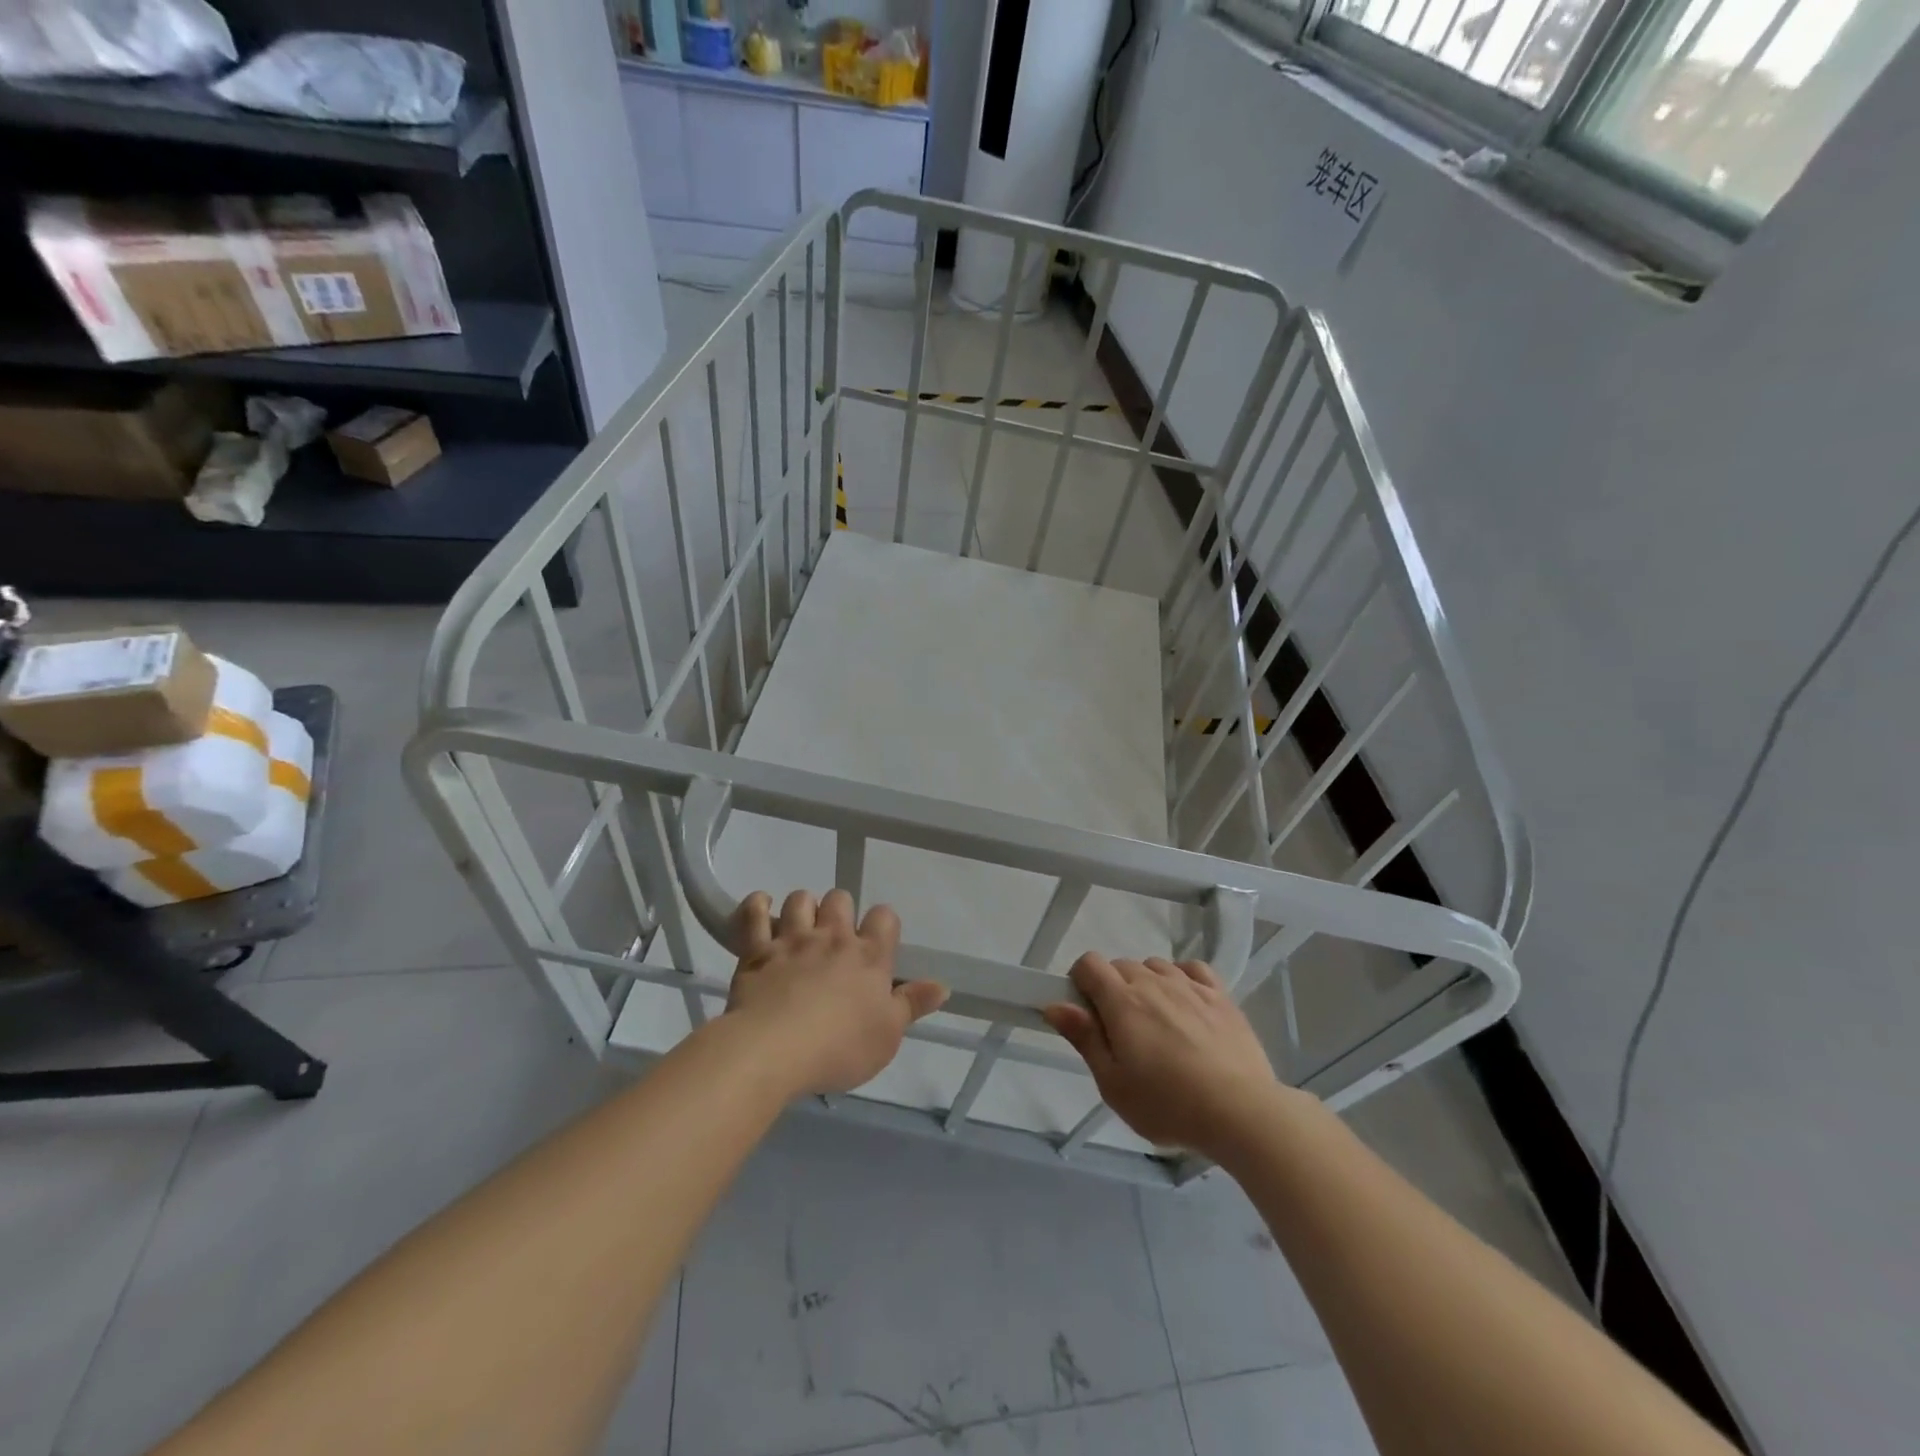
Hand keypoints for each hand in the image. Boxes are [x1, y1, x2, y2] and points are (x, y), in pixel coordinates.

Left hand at [726, 889, 946, 1097]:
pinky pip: (754, 913)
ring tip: (800, 928)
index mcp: (869, 956)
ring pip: (800, 899)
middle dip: (839, 910)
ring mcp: (792, 939)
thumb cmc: (840, 1047)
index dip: (882, 924)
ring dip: (802, 907)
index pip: (885, 917)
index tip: (877, 942)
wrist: (774, 1050)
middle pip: (840, 898)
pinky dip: (757, 906)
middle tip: (835, 938)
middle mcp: (833, 937)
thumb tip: (943, 985)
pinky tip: (760, 909)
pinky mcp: (756, 950)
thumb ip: (912, 1005)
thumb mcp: (888, 1035)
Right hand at [1043, 954, 1281, 1156]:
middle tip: (1122, 1033)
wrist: (1241, 1112)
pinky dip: (1182, 978)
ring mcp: (1190, 986)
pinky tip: (1186, 1004)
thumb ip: (1084, 1038)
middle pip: (1121, 965)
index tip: (1086, 1014)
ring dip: (1147, 984)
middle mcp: (1153, 982)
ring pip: (1155, 966)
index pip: (1088, 963)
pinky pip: (1192, 969)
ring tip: (1157, 1024)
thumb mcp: (1114, 1084)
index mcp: (1121, 1001)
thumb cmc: (1168, 1104)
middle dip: (1112, 989)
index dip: (1080, 982)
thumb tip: (1054, 1005)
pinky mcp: (1221, 996)